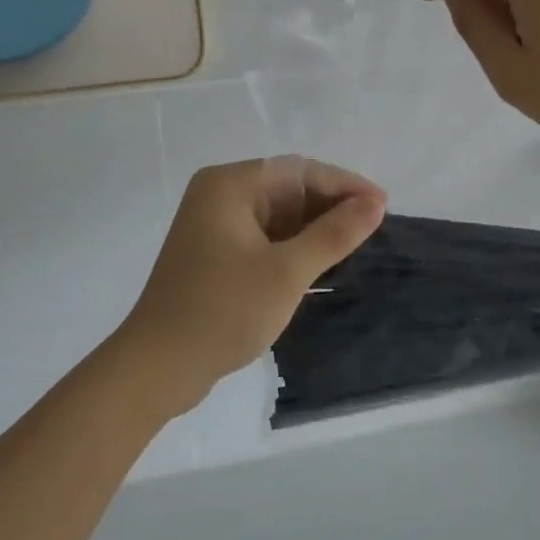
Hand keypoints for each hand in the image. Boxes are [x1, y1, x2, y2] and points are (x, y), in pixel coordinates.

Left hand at [115, 159, 386, 415]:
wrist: (156, 369)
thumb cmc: (222, 311)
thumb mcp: (286, 272)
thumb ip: (334, 234)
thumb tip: (375, 203)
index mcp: (230, 184)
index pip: (299, 171)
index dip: (345, 185)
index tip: (383, 205)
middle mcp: (220, 195)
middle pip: (288, 188)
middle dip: (331, 206)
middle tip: (374, 227)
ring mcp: (214, 225)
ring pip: (278, 214)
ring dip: (315, 228)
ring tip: (356, 244)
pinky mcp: (215, 253)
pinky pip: (265, 236)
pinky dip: (294, 246)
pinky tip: (322, 263)